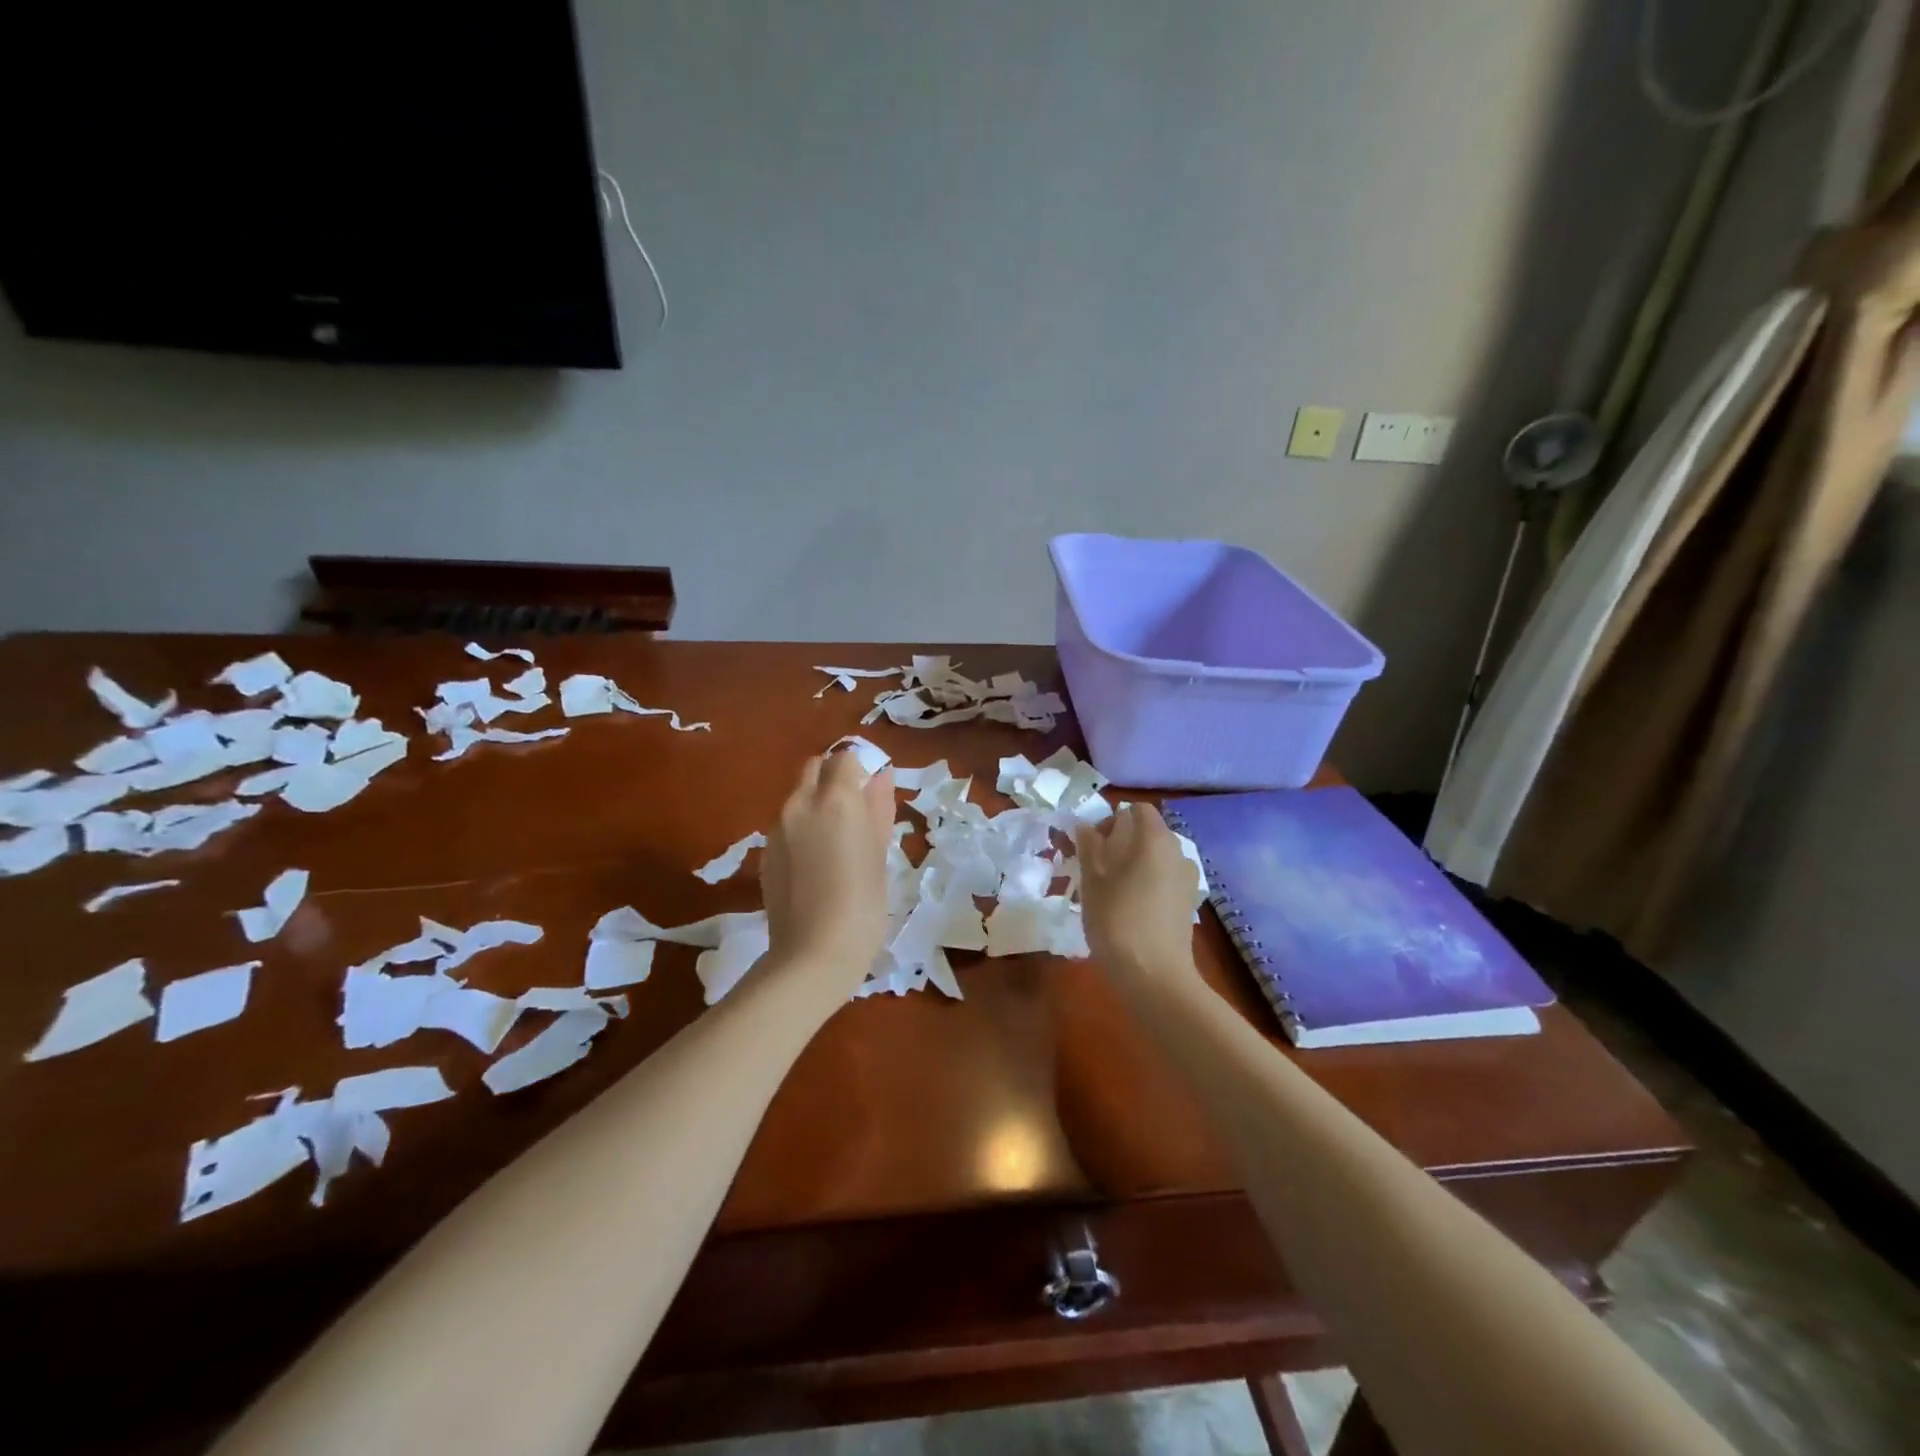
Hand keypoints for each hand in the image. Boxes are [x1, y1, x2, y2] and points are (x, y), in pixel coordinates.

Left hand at [760, 750, 895, 994]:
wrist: (812, 954)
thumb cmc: (863, 905)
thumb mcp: (880, 854)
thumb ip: (879, 808)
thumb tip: (881, 776)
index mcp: (836, 799)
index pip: (845, 758)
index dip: (861, 770)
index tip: (873, 794)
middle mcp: (801, 803)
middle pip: (815, 768)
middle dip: (834, 778)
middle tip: (855, 813)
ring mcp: (777, 827)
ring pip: (798, 796)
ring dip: (817, 803)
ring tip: (836, 843)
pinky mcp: (765, 851)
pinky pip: (786, 823)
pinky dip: (802, 828)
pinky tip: (815, 863)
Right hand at [1076, 802, 1199, 978]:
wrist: (1154, 975)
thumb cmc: (1117, 919)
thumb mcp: (1092, 880)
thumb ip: (1089, 846)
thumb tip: (1085, 826)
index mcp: (1155, 838)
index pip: (1137, 809)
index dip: (1112, 820)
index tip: (1092, 845)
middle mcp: (1178, 851)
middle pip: (1148, 833)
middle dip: (1122, 843)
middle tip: (1096, 868)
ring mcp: (1188, 878)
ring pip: (1157, 858)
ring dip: (1135, 864)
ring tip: (1112, 891)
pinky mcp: (1189, 902)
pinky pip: (1165, 879)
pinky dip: (1149, 883)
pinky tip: (1132, 909)